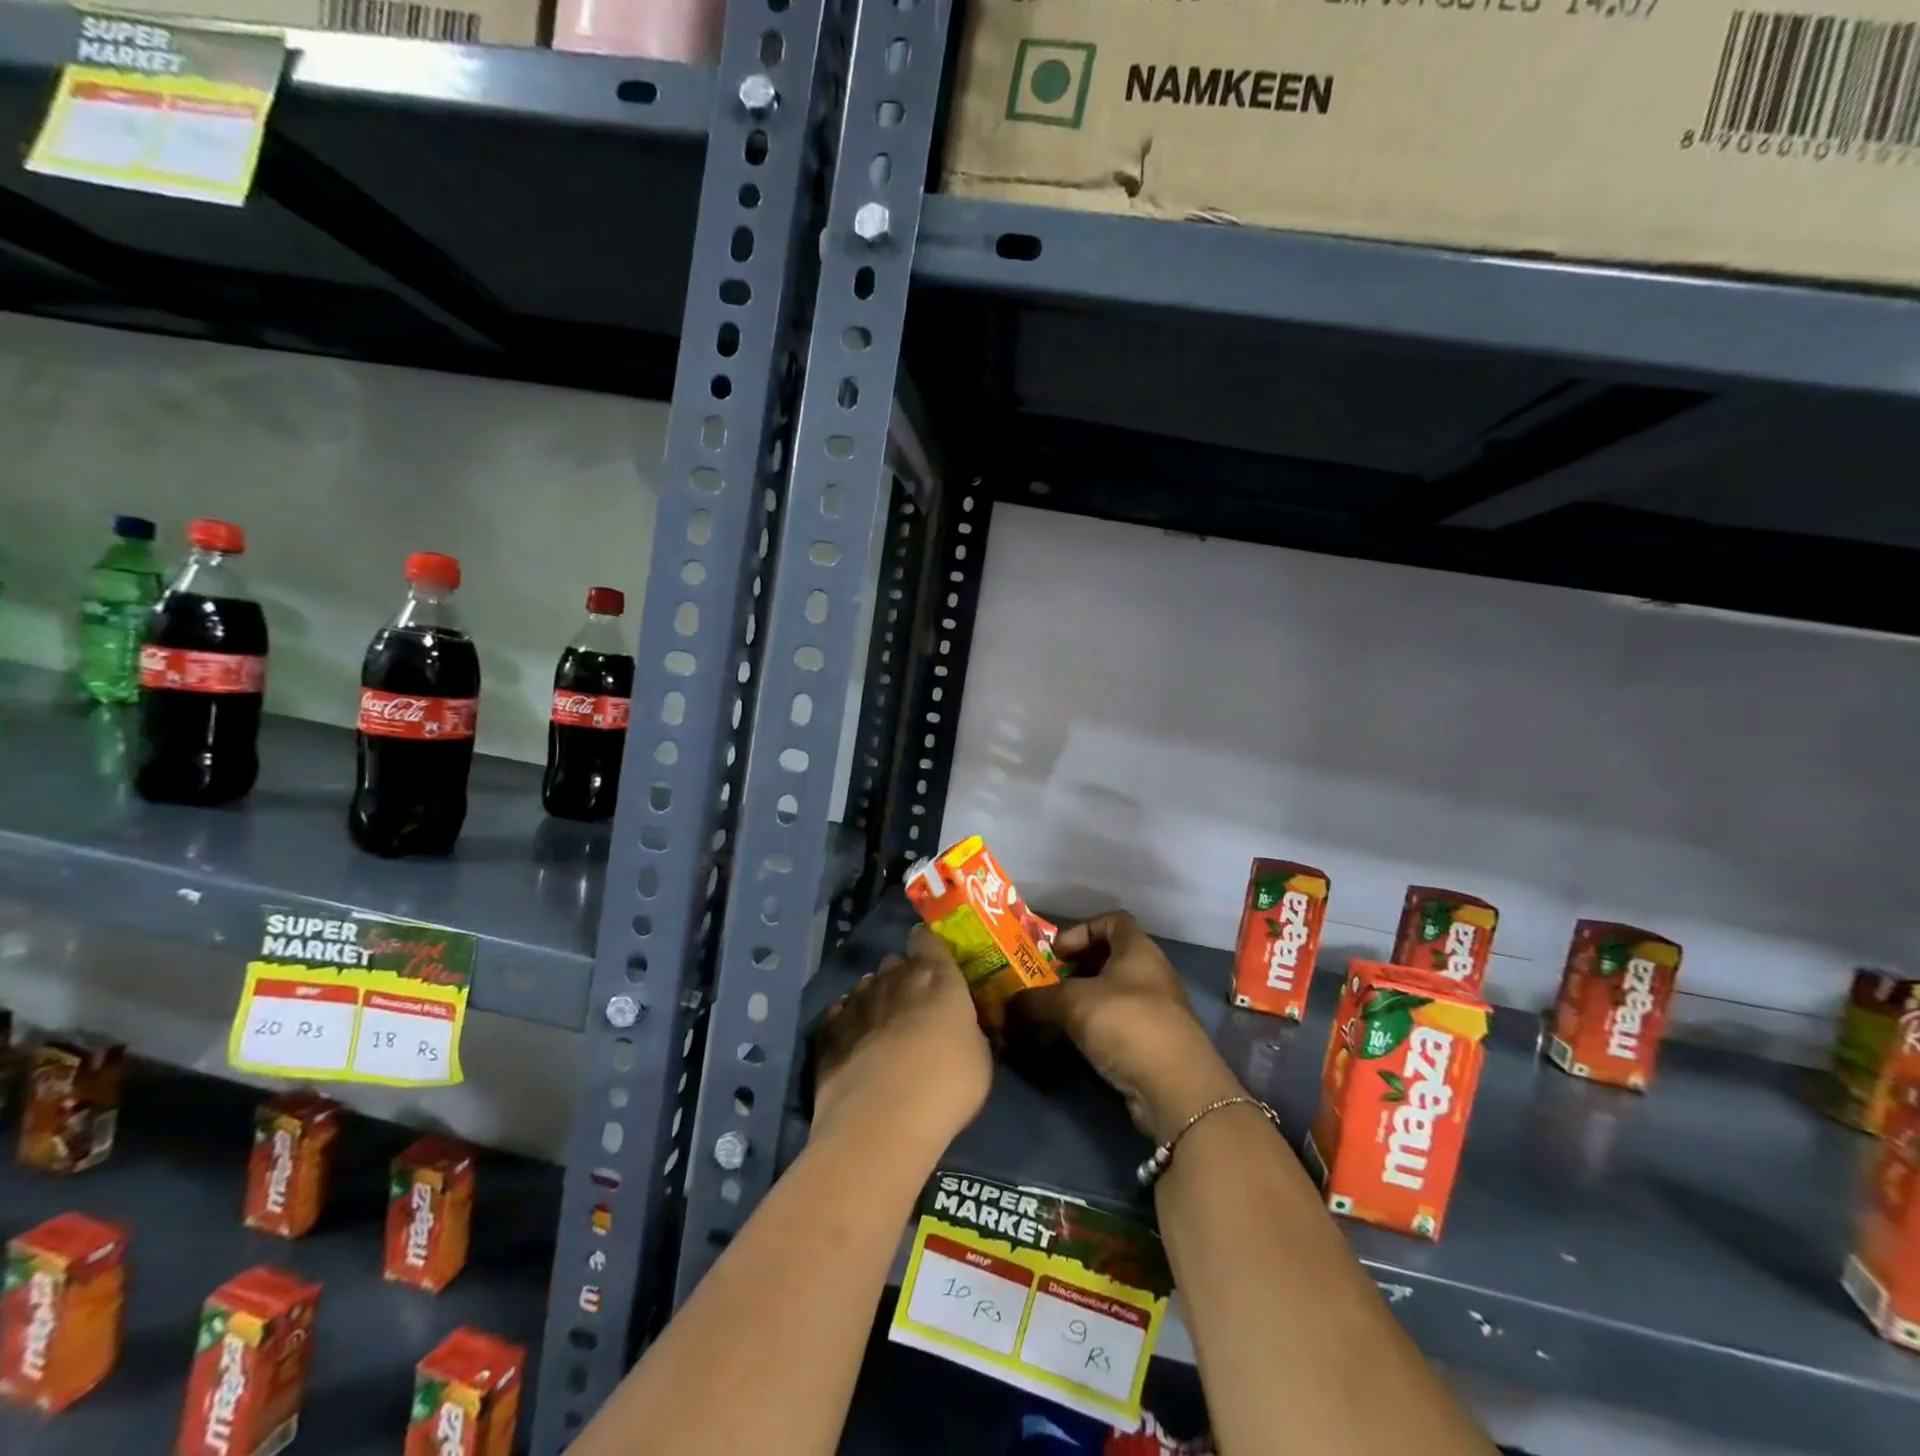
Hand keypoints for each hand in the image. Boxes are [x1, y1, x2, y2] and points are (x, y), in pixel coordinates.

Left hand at [812, 925, 991, 1150]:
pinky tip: (857, 1043)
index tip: (936, 959)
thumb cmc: (946, 1085)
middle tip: (916, 1004)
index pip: (928, 939)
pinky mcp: (829, 1032)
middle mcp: (893, 979)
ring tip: (885, 1027)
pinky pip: (842, 1014)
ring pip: (867, 986)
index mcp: (935, 977)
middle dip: (904, 976)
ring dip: (877, 998)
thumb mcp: (981, 1058)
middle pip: (896, 962)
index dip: (930, 945)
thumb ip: (970, 1030)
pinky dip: (850, 1022)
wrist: (881, 1122)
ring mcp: (857, 1003)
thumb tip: (963, 1026)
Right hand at [1016, 911, 1241, 1142]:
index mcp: (1138, 950)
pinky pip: (1116, 1027)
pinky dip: (1092, 1031)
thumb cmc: (1127, 1024)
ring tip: (1049, 1017)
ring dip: (1080, 1004)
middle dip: (1074, 971)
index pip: (1112, 920)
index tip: (1056, 951)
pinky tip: (1068, 1045)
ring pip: (1111, 996)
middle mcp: (1151, 974)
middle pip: (1109, 960)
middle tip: (1045, 985)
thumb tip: (1005, 1005)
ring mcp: (1156, 1011)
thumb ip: (1037, 1000)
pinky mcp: (1153, 1046)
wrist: (1177, 1089)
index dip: (1082, 929)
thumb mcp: (1073, 1004)